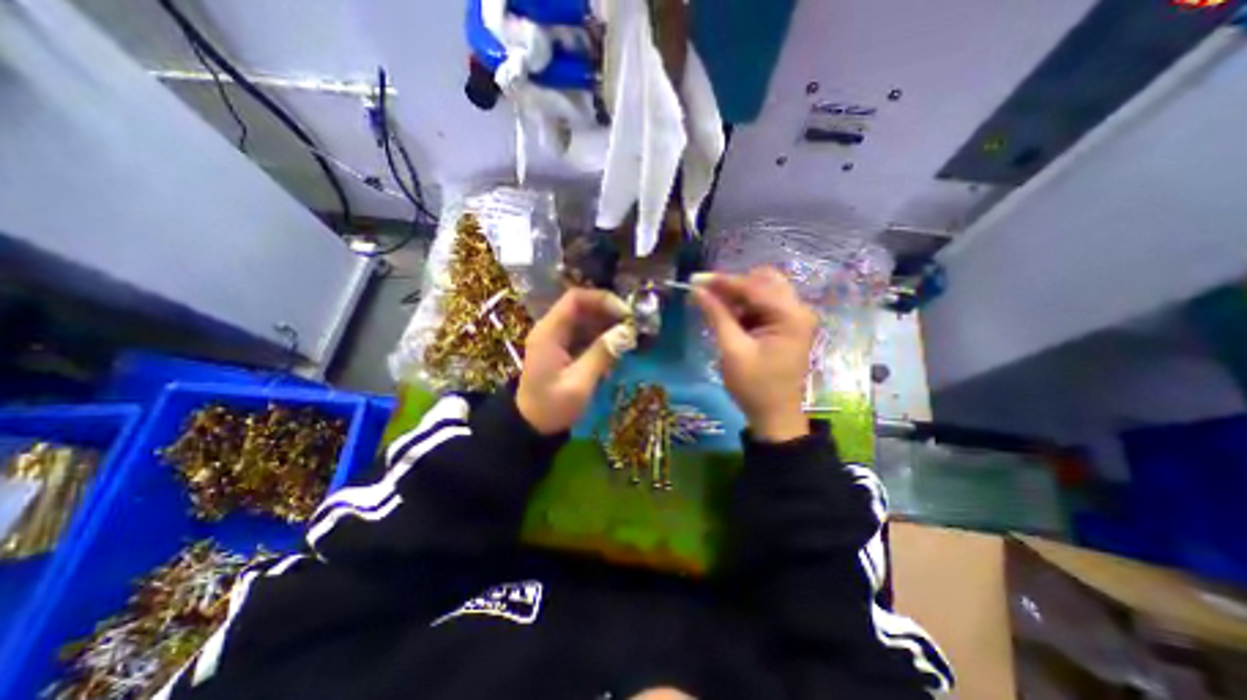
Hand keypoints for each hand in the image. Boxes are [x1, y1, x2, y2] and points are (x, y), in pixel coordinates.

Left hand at [517, 287, 636, 431]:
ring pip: (586, 320)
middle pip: (582, 306)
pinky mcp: (564, 348)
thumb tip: (627, 332)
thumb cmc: (551, 407)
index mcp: (549, 332)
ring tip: (629, 338)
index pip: (575, 299)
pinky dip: (602, 338)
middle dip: (609, 313)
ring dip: (608, 325)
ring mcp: (557, 338)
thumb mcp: (579, 384)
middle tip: (633, 326)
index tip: (626, 313)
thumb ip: (601, 355)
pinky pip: (585, 334)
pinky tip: (615, 350)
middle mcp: (552, 329)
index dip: (602, 300)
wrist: (531, 426)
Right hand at [693, 267, 819, 443]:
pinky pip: (763, 305)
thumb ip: (717, 315)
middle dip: (732, 285)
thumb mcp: (732, 350)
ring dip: (737, 296)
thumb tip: (698, 290)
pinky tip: (727, 315)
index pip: (753, 287)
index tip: (694, 279)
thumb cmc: (754, 386)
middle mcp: (798, 310)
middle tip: (705, 293)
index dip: (722, 281)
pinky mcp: (786, 326)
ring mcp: (794, 317)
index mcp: (790, 316)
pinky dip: (744, 307)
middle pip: (763, 281)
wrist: (774, 416)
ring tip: (711, 304)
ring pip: (763, 291)